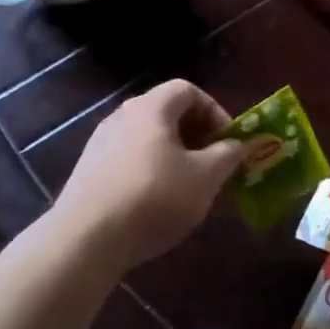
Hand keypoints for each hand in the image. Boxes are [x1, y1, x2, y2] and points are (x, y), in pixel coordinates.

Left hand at [50, 80, 244, 270]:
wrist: (86, 238)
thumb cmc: (155, 198)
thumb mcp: (206, 177)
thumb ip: (229, 154)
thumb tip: (243, 143)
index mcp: (151, 108)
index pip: (188, 90)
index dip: (215, 111)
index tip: (228, 142)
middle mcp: (122, 116)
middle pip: (167, 112)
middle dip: (197, 134)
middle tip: (214, 164)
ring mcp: (101, 143)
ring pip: (148, 137)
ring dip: (175, 154)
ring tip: (189, 186)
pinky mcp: (89, 170)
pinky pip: (130, 158)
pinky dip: (151, 169)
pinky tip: (157, 202)